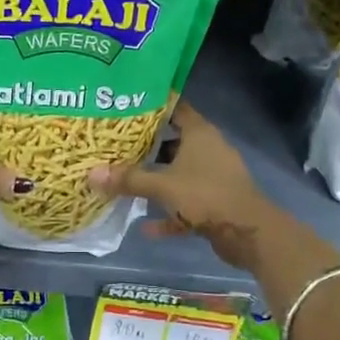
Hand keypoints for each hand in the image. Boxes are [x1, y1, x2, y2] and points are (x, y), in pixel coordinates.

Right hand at [88, 102, 283, 269]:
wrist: (248, 232)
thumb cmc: (205, 194)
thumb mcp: (162, 185)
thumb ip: (128, 179)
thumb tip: (91, 174)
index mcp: (200, 133)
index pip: (175, 107)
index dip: (152, 106)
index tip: (126, 106)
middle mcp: (208, 149)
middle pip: (174, 141)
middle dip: (147, 146)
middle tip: (117, 145)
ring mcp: (214, 176)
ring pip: (179, 173)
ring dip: (157, 179)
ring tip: (126, 181)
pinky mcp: (216, 202)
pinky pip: (186, 203)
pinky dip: (170, 213)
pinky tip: (147, 227)